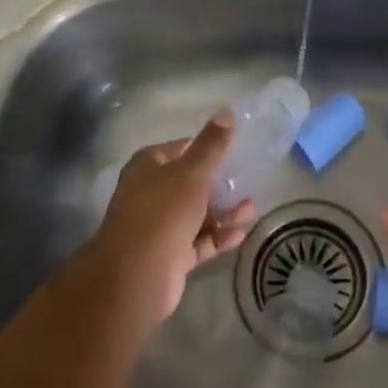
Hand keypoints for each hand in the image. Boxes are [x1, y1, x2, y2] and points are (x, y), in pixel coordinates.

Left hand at [88, 115, 253, 322]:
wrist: (136, 275)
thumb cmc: (163, 211)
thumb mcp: (192, 172)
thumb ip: (211, 146)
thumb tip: (227, 112)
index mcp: (147, 167)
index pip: (178, 149)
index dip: (203, 147)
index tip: (231, 149)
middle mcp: (149, 194)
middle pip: (189, 183)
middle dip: (218, 184)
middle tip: (246, 180)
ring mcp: (159, 227)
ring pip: (196, 214)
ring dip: (223, 211)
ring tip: (252, 208)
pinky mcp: (170, 255)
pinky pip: (199, 241)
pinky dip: (218, 236)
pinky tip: (241, 232)